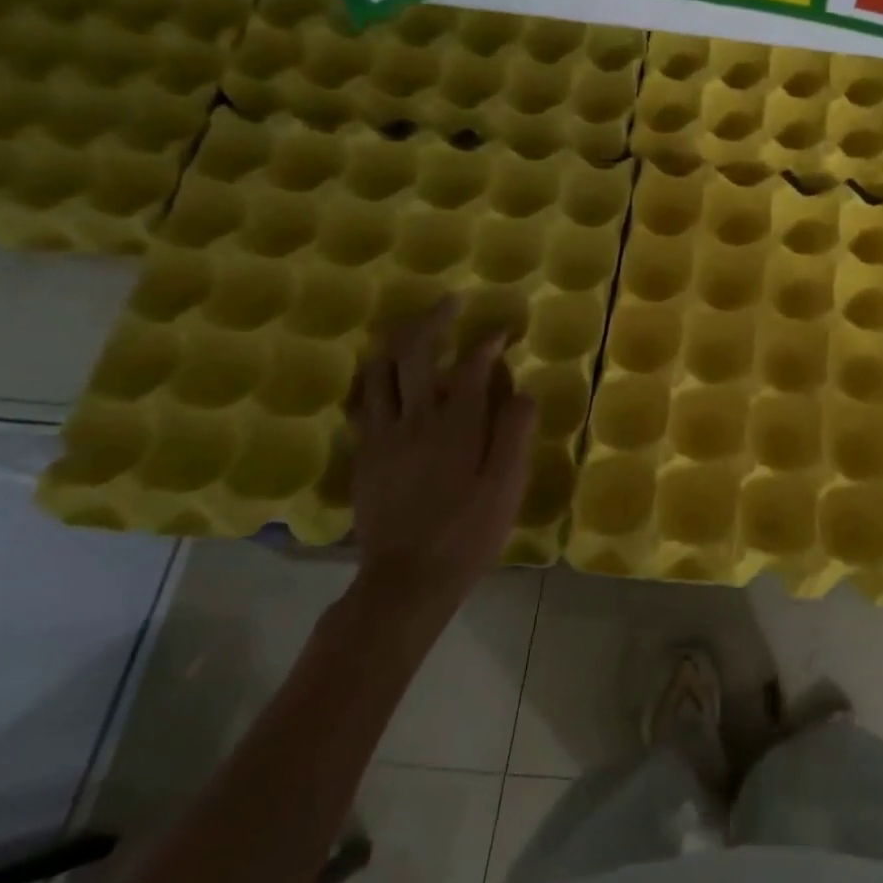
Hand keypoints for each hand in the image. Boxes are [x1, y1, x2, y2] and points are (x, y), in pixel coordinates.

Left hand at [345, 296, 535, 619]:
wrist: (407, 579)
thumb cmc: (469, 531)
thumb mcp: (508, 484)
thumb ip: (515, 430)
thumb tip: (521, 390)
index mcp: (456, 423)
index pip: (471, 365)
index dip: (489, 341)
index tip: (503, 331)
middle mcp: (415, 418)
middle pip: (415, 352)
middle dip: (434, 320)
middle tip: (450, 303)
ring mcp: (383, 435)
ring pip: (379, 371)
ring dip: (396, 342)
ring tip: (413, 331)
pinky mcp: (365, 455)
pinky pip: (362, 403)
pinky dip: (373, 380)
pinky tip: (381, 381)